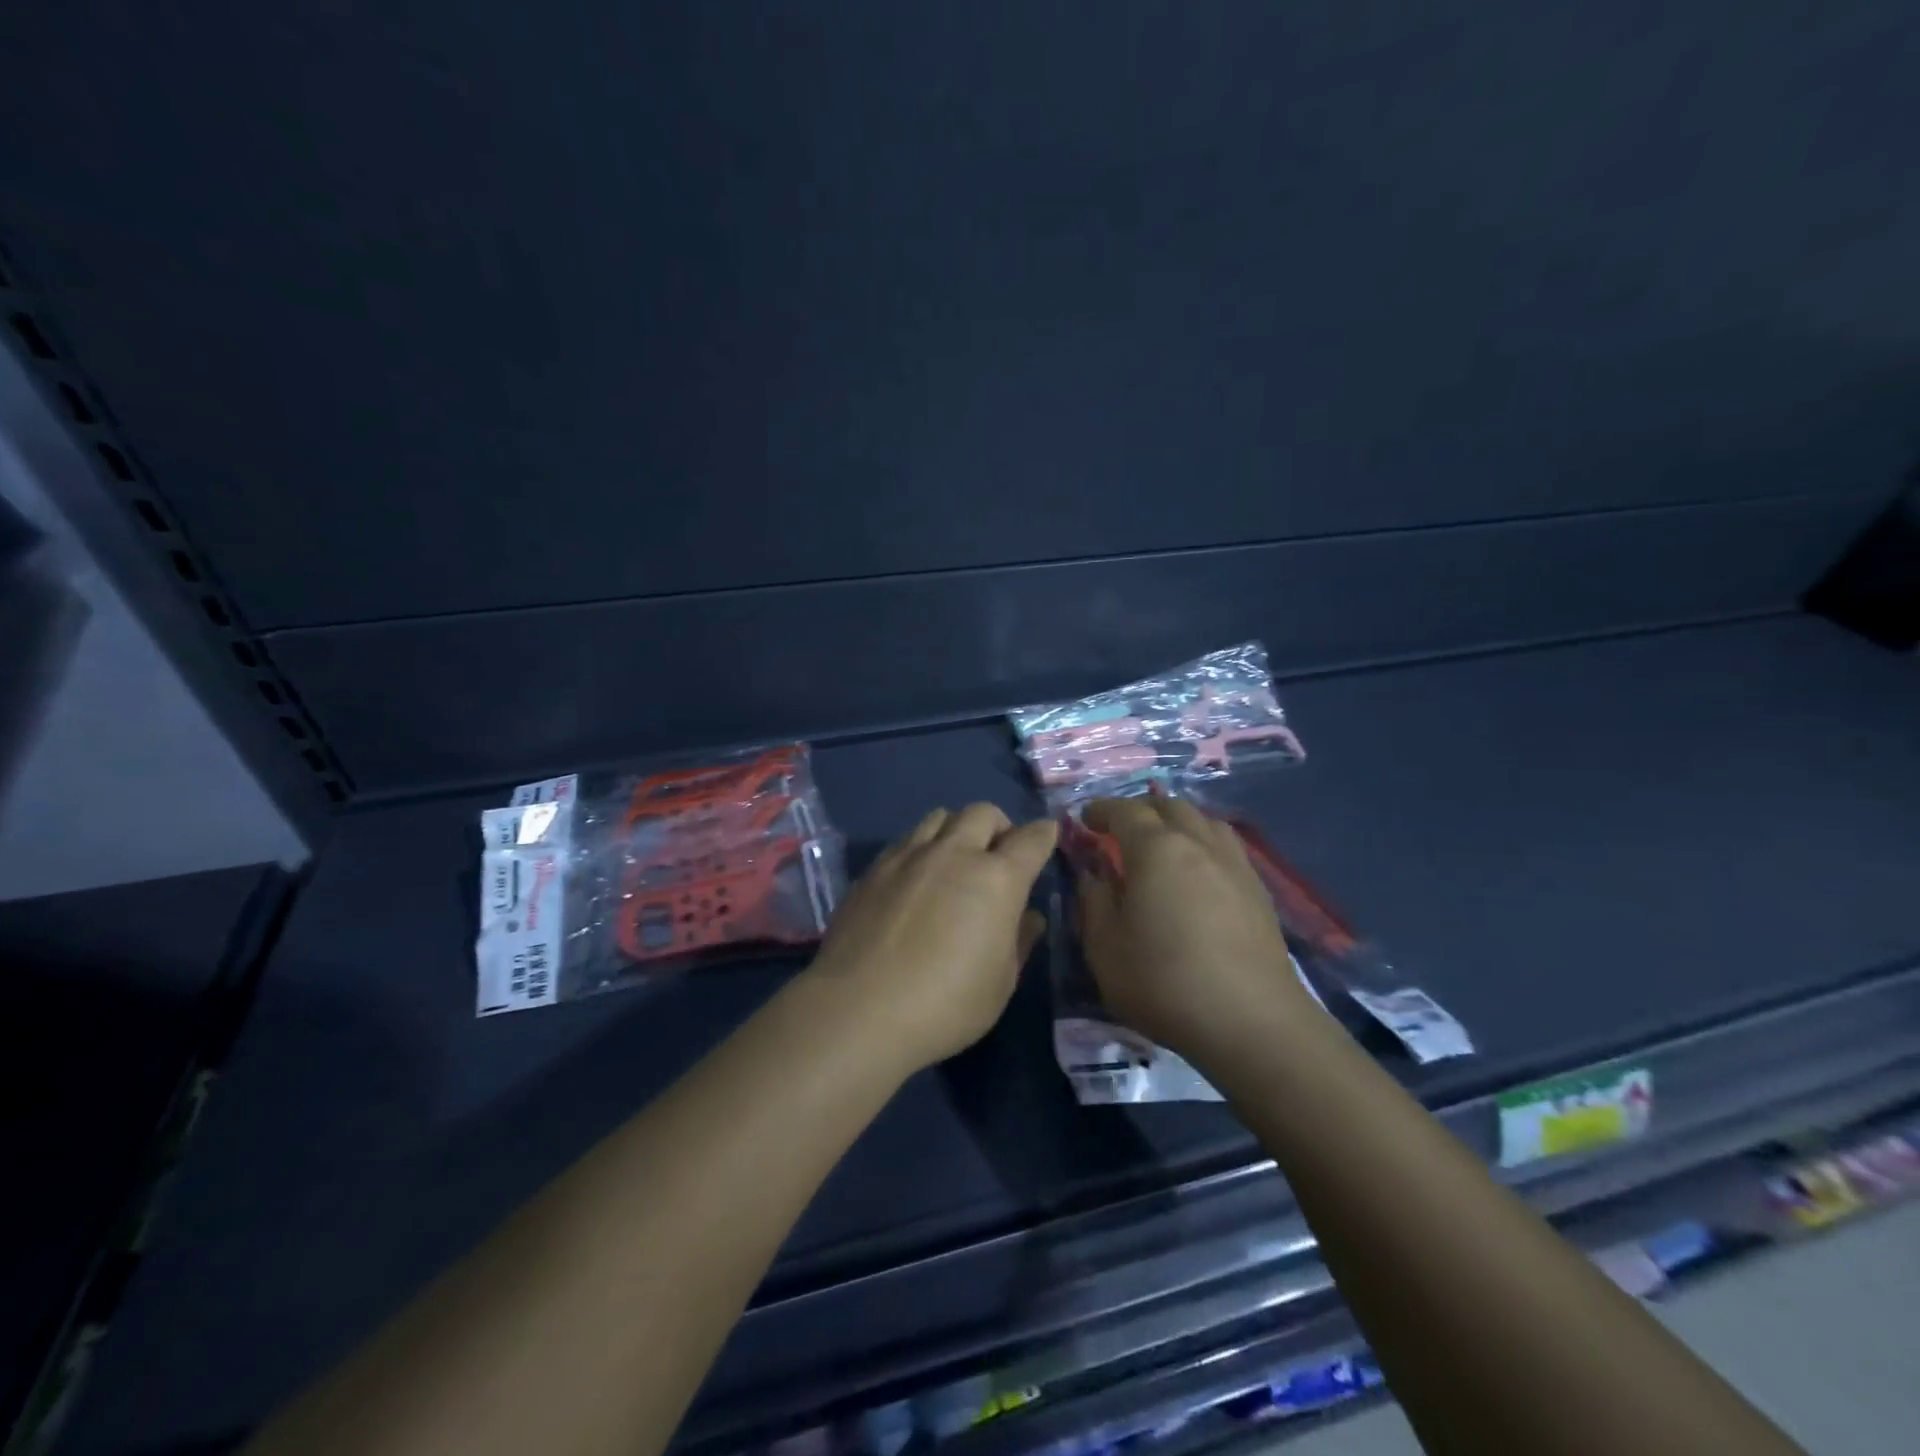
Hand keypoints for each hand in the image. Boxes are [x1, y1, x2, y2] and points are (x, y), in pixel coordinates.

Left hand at [804, 804, 1057, 1074]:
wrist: (858, 1009)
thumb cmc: (945, 1004)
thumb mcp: (1000, 983)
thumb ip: (1019, 941)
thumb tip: (1029, 916)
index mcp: (996, 879)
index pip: (1030, 839)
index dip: (1043, 834)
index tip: (1046, 836)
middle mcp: (954, 853)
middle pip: (983, 813)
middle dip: (999, 826)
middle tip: (998, 856)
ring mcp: (909, 856)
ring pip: (940, 817)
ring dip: (957, 830)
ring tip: (954, 861)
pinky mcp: (874, 868)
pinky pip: (906, 839)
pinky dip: (922, 847)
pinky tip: (916, 878)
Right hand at [1075, 797, 1318, 1066]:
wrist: (1252, 1022)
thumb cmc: (1165, 982)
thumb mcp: (1105, 948)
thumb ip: (1094, 902)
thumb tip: (1095, 874)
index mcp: (1157, 850)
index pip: (1125, 811)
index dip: (1102, 810)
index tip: (1085, 818)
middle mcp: (1199, 844)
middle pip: (1169, 806)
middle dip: (1140, 810)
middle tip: (1120, 830)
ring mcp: (1235, 865)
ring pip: (1204, 821)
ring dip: (1177, 822)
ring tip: (1162, 843)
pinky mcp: (1259, 891)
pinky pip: (1226, 847)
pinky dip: (1203, 844)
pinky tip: (1198, 873)